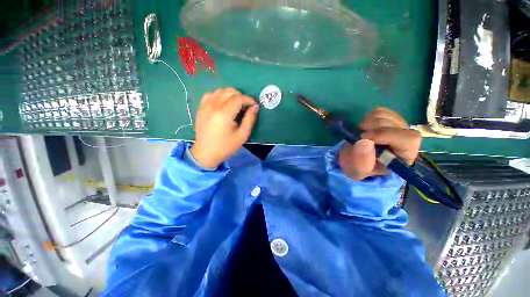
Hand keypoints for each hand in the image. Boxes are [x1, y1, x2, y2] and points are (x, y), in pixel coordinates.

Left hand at [190, 87, 258, 167]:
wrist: (205, 153)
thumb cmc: (226, 147)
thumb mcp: (242, 135)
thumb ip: (250, 119)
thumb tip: (255, 107)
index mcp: (224, 114)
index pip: (238, 98)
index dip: (248, 99)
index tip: (254, 105)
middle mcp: (213, 106)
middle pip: (229, 91)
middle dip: (241, 96)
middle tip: (246, 106)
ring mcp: (204, 106)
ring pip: (220, 90)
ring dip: (230, 95)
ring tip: (235, 105)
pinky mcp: (200, 108)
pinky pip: (210, 94)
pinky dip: (219, 96)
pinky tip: (223, 104)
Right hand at [339, 107, 421, 179]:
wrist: (355, 159)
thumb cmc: (359, 167)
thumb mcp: (358, 170)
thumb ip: (362, 160)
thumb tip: (364, 141)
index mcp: (404, 155)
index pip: (408, 139)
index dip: (386, 134)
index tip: (363, 137)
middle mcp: (405, 139)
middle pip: (394, 124)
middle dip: (372, 129)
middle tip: (359, 137)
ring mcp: (397, 126)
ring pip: (386, 115)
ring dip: (368, 123)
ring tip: (361, 134)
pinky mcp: (387, 118)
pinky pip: (379, 111)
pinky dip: (367, 117)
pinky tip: (365, 127)